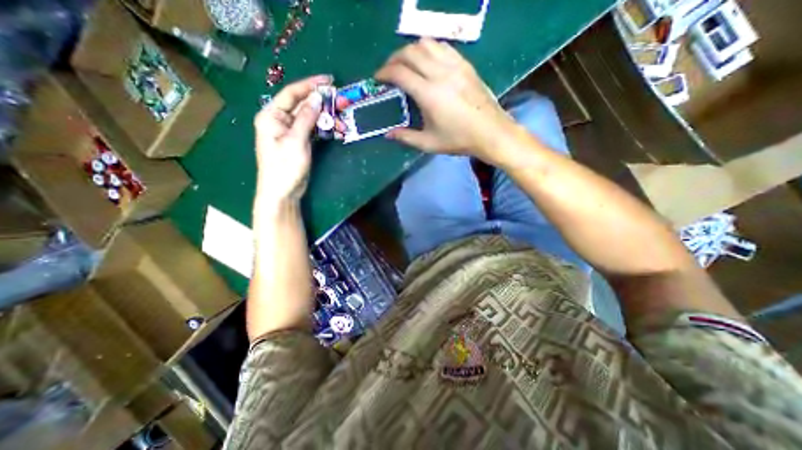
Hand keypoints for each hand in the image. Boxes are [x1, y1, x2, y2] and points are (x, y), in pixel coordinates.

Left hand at [254, 74, 328, 203]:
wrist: (282, 192)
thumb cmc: (284, 167)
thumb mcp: (296, 141)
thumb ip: (306, 118)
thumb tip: (317, 97)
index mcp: (271, 115)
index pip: (291, 93)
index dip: (310, 85)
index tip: (329, 80)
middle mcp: (279, 120)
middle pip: (302, 105)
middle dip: (321, 102)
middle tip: (340, 99)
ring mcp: (290, 132)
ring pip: (309, 118)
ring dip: (325, 117)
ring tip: (341, 119)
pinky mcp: (299, 142)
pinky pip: (312, 130)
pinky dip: (323, 128)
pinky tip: (335, 129)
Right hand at [374, 39, 513, 162]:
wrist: (490, 132)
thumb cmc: (459, 140)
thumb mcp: (429, 143)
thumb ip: (406, 137)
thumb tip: (388, 134)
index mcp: (429, 94)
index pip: (400, 73)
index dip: (384, 72)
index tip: (378, 78)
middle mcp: (440, 74)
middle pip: (410, 52)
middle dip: (394, 58)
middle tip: (389, 71)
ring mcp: (455, 66)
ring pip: (426, 44)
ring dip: (411, 50)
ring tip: (406, 64)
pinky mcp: (465, 65)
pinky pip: (443, 47)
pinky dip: (429, 49)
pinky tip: (427, 61)